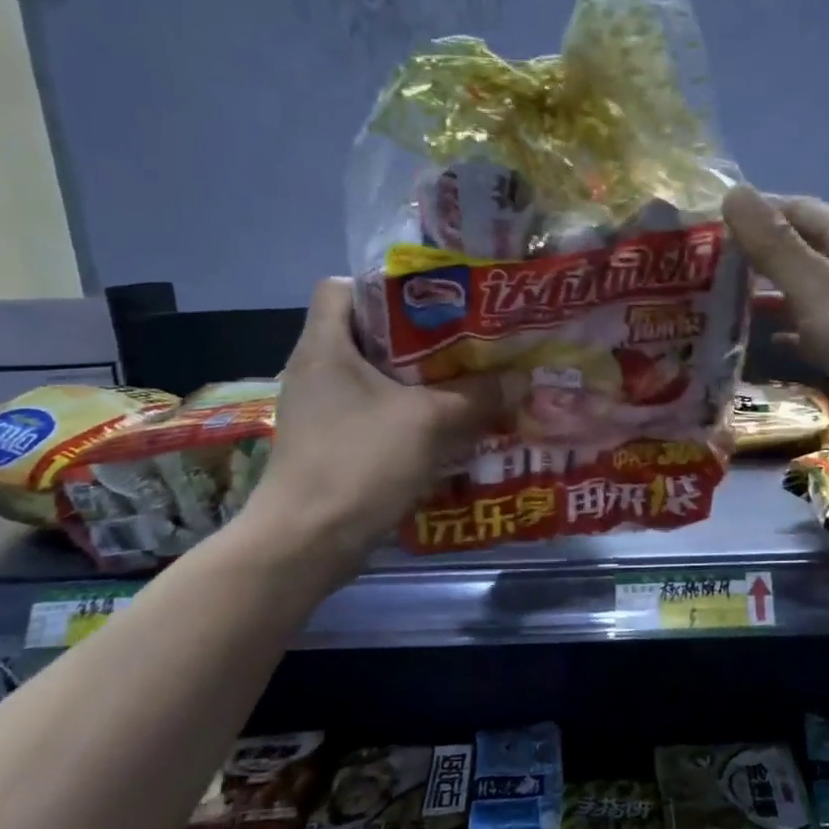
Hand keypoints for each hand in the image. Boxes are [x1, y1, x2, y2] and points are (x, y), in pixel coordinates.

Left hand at [240, 279, 505, 553]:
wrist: (307, 542)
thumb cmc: (359, 462)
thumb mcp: (428, 422)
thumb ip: (477, 396)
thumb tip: (522, 379)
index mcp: (324, 346)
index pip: (340, 288)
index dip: (383, 285)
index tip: (433, 300)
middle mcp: (316, 371)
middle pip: (368, 334)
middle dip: (420, 337)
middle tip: (468, 341)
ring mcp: (321, 411)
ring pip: (376, 379)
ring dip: (419, 381)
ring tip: (468, 381)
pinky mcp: (331, 445)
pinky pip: (375, 414)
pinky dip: (408, 415)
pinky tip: (448, 427)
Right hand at [722, 186, 828, 454]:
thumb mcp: (814, 283)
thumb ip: (772, 243)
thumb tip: (732, 192)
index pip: (799, 209)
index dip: (757, 211)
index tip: (710, 224)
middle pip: (803, 250)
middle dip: (759, 256)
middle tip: (707, 269)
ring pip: (809, 292)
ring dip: (773, 295)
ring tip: (725, 303)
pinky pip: (820, 330)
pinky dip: (794, 331)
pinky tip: (769, 341)